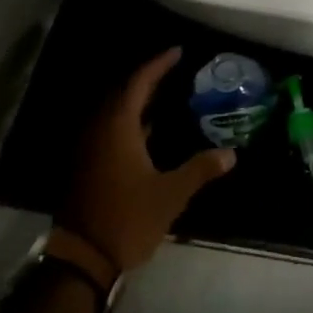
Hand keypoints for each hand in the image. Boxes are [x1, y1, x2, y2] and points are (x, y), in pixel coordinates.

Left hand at [60, 48, 235, 273]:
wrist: (82, 260)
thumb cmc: (127, 218)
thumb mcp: (170, 194)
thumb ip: (200, 169)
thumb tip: (231, 153)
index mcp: (117, 128)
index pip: (138, 83)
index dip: (158, 65)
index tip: (177, 52)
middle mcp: (99, 132)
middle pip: (124, 95)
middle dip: (148, 81)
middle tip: (174, 71)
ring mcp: (90, 150)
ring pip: (115, 115)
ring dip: (139, 103)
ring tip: (167, 96)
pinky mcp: (87, 168)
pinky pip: (110, 131)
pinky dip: (131, 123)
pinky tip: (150, 132)